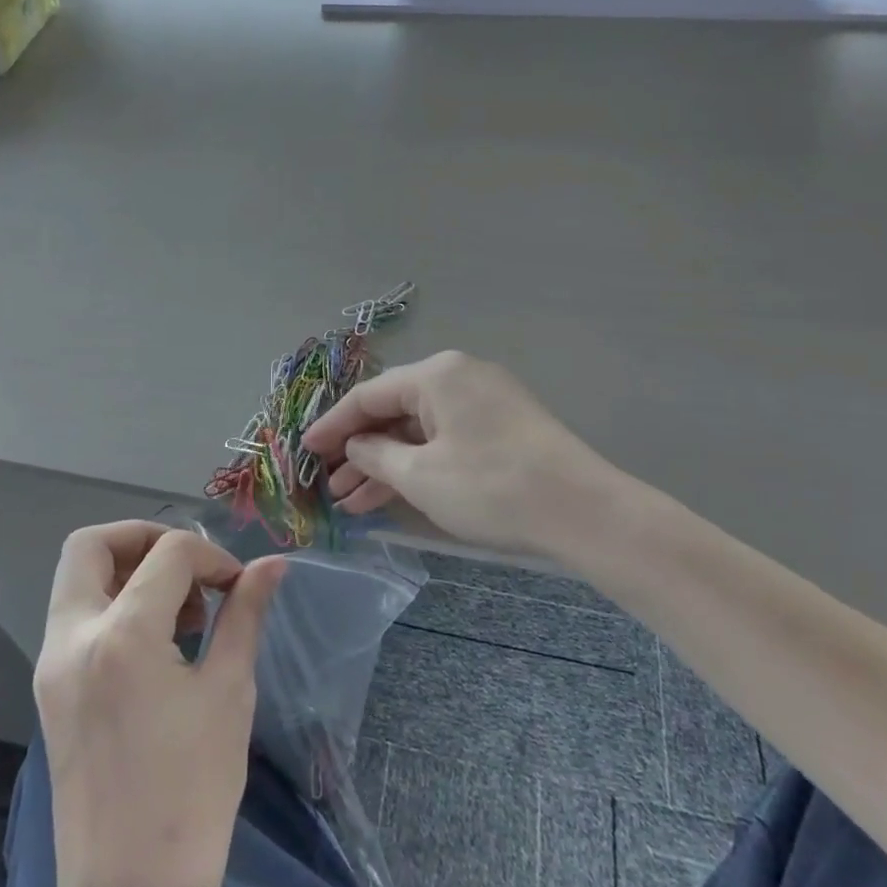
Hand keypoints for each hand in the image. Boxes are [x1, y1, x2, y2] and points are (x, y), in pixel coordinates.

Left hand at [35, 522, 284, 886]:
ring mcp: (52, 666)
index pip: (168, 553)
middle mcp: (73, 639)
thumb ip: (245, 614)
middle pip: (91, 545)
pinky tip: (156, 642)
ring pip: (77, 578)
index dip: (211, 556)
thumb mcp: (229, 692)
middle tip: (188, 568)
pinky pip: (75, 617)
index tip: (237, 586)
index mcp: (121, 636)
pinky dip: (113, 603)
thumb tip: (272, 564)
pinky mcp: (49, 690)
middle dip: (144, 537)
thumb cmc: (192, 791)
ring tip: (178, 611)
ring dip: (127, 570)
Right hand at [303, 350, 629, 558]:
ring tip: (351, 503)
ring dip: (385, 464)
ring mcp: (483, 401)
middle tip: (328, 486)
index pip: (368, 396)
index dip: (332, 426)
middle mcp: (458, 377)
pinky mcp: (501, 427)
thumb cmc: (491, 486)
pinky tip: (392, 495)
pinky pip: (444, 439)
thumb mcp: (421, 475)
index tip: (304, 451)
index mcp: (436, 375)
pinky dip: (418, 464)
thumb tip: (354, 446)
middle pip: (393, 411)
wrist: (582, 510)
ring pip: (418, 430)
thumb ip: (376, 455)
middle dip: (358, 451)